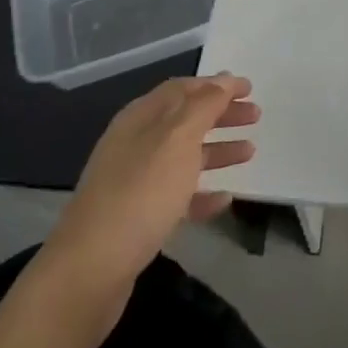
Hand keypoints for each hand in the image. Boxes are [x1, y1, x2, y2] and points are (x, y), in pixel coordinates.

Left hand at [44, 74, 258, 319]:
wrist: (91, 269)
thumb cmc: (140, 193)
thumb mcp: (177, 140)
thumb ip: (204, 106)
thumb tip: (223, 79)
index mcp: (140, 118)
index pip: (182, 88)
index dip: (216, 84)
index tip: (249, 88)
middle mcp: (135, 143)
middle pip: (184, 119)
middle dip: (220, 114)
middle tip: (255, 116)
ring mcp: (134, 181)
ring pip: (183, 157)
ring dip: (217, 150)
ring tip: (250, 153)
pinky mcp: (137, 218)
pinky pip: (177, 196)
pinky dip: (202, 192)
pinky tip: (225, 199)